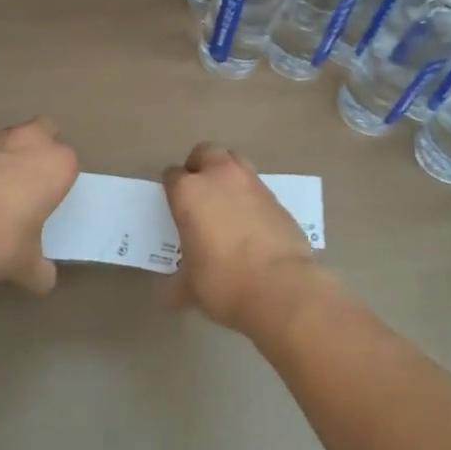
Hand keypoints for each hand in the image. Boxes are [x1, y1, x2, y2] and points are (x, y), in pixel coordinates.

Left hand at [0, 118, 78, 292]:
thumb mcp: (25, 265)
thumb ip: (39, 269)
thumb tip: (44, 280)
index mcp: (57, 164)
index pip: (68, 164)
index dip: (57, 182)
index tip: (47, 203)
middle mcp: (30, 140)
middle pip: (43, 132)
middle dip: (37, 150)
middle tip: (26, 185)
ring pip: (9, 139)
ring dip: (5, 156)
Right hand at [162, 142, 320, 335]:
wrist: (280, 286)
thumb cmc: (223, 283)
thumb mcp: (190, 287)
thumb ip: (178, 283)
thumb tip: (170, 297)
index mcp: (189, 192)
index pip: (172, 175)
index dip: (171, 189)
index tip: (174, 205)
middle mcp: (219, 176)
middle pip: (204, 152)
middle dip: (199, 166)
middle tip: (199, 194)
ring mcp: (251, 182)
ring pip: (234, 160)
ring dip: (227, 173)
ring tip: (226, 201)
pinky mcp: (276, 196)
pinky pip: (256, 185)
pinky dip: (249, 195)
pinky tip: (250, 220)